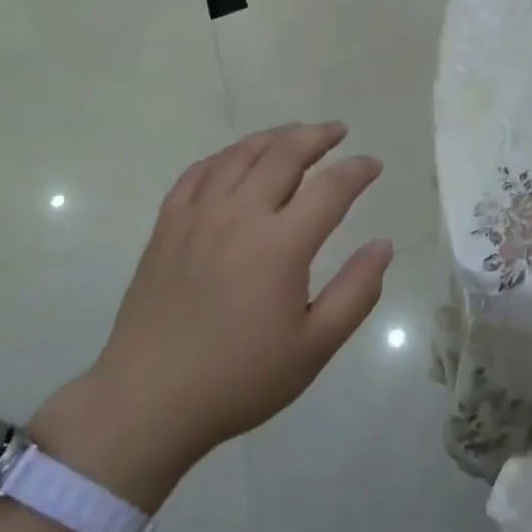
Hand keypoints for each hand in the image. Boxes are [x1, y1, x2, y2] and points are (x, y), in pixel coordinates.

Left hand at [34, 124, 391, 508]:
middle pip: (285, 154)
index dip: (357, 170)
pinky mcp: (167, 226)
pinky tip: (235, 159)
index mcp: (281, 245)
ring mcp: (198, 216)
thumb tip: (383, 245)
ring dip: (274, 137)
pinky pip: (197, 173)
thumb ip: (356, 292)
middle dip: (317, 136)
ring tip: (294, 135)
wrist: (148, 400)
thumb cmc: (240, 378)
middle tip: (337, 131)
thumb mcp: (314, 347)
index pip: (331, 188)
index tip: (373, 165)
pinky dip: (224, 157)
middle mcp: (241, 215)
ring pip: (240, 155)